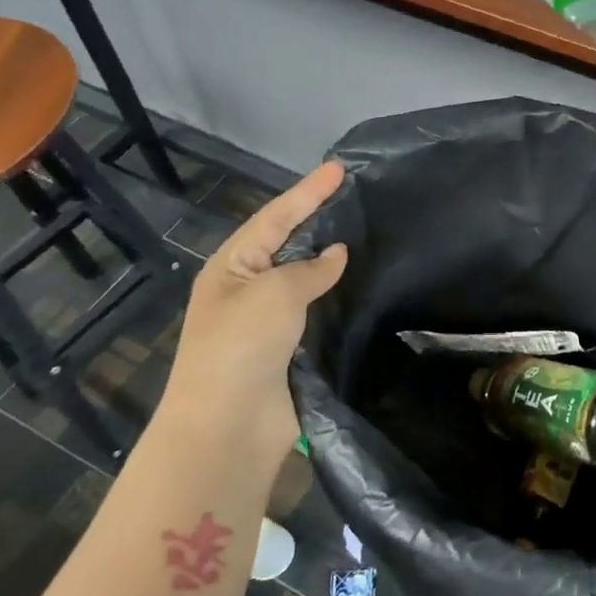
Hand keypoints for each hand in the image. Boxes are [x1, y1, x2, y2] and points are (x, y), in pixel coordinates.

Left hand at [154, 160, 347, 456]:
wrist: (229, 426)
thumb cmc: (241, 346)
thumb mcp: (274, 293)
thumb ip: (309, 269)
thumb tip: (337, 255)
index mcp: (231, 267)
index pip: (275, 217)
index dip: (308, 192)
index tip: (339, 168)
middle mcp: (247, 289)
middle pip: (288, 244)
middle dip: (318, 220)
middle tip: (355, 197)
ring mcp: (267, 322)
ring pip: (305, 279)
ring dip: (331, 261)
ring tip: (366, 235)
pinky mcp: (289, 350)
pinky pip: (317, 313)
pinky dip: (338, 297)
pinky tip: (363, 286)